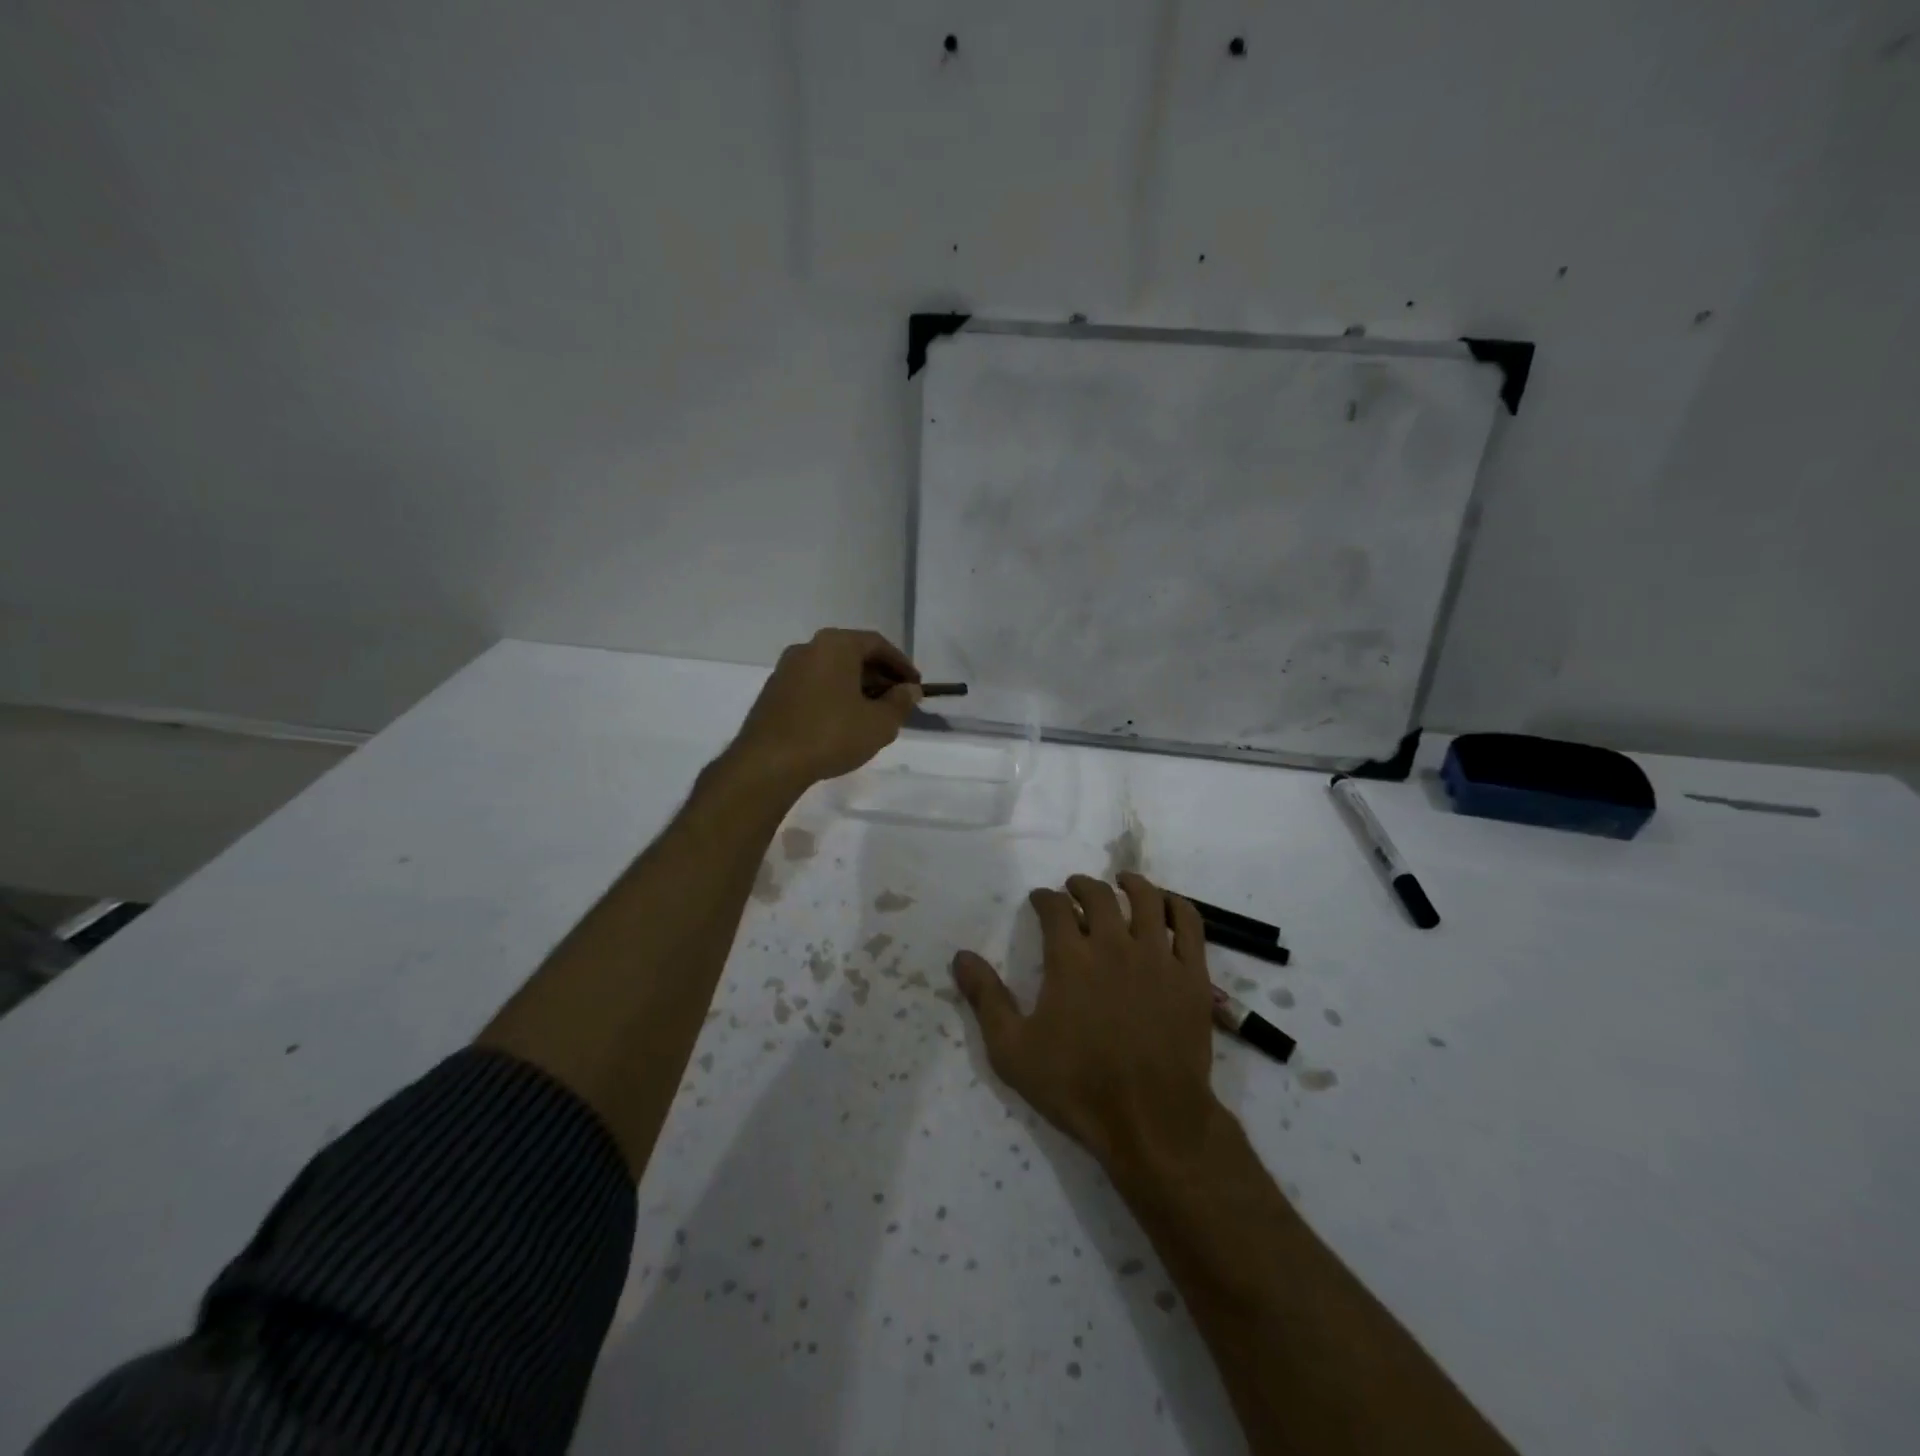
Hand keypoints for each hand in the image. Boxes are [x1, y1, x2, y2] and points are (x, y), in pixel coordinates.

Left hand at [732, 628, 921, 788]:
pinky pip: (813, 685)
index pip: (877, 644)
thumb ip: (900, 702)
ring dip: (856, 687)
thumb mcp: (879, 723)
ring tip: (872, 714)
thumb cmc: (831, 735)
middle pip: (852, 654)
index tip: (915, 685)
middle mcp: (808, 648)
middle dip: (878, 676)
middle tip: (897, 700)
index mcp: (835, 645)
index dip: (901, 664)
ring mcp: (786, 669)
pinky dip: (833, 696)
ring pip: (831, 671)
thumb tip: (910, 690)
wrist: (768, 763)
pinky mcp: (773, 692)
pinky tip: (842, 722)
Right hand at [952, 873, 1222, 1178]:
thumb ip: (986, 999)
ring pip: (1147, 900)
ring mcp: (1158, 958)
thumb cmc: (1077, 1087)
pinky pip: (1189, 925)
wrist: (1152, 1121)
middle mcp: (1114, 946)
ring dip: (1130, 884)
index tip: (1040, 900)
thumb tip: (961, 957)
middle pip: (1099, 896)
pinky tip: (1167, 904)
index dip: (1044, 898)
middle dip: (1081, 886)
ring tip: (1122, 883)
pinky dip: (1177, 905)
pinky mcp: (1192, 975)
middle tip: (1074, 889)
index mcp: (1071, 959)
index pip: (1055, 908)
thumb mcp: (1013, 1050)